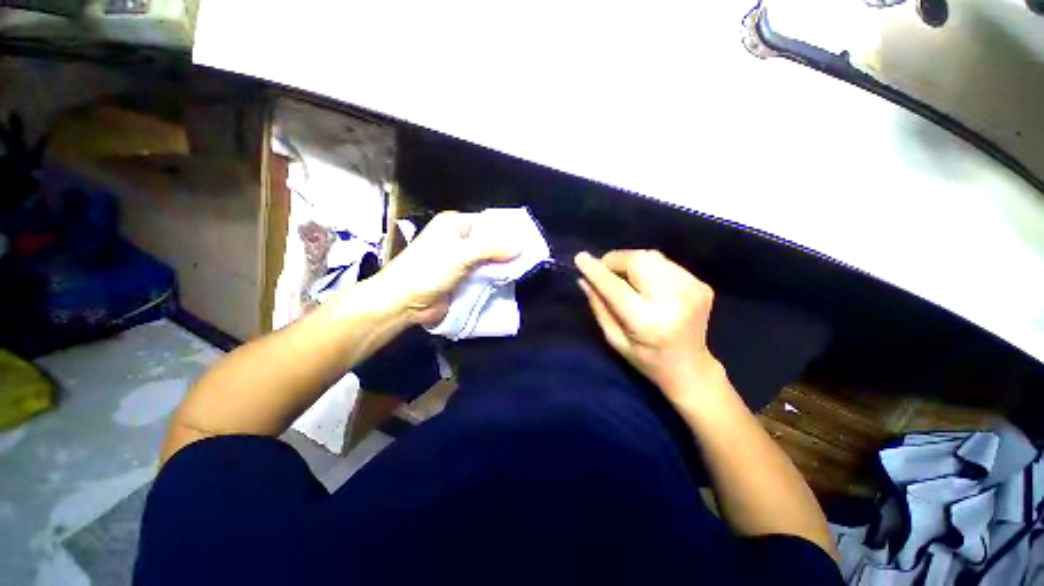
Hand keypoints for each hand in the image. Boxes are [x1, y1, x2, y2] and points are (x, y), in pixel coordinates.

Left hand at [374, 211, 519, 325]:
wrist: (405, 303)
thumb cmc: (428, 271)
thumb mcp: (461, 254)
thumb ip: (492, 247)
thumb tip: (522, 245)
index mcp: (456, 224)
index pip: (490, 223)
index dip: (509, 231)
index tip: (529, 241)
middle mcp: (461, 239)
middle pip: (492, 242)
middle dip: (508, 251)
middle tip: (531, 258)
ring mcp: (463, 261)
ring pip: (491, 260)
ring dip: (504, 266)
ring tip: (526, 270)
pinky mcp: (465, 279)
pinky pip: (486, 275)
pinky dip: (496, 278)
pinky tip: (510, 281)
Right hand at [575, 250, 722, 405]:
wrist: (691, 368)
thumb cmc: (646, 360)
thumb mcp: (615, 339)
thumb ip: (599, 307)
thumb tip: (584, 279)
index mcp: (649, 322)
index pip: (617, 288)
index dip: (597, 271)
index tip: (580, 258)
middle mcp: (675, 301)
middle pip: (639, 261)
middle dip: (615, 261)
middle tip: (605, 272)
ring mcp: (692, 289)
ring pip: (652, 257)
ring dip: (631, 263)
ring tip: (625, 278)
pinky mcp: (700, 284)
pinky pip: (665, 263)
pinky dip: (648, 268)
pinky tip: (647, 284)